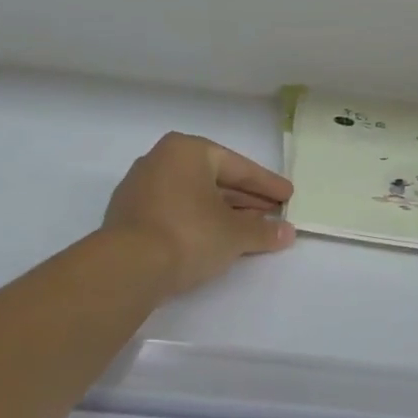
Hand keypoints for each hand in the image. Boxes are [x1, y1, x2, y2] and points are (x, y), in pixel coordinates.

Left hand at [103, 132, 294, 295]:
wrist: (129, 266)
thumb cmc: (189, 234)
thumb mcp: (235, 234)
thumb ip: (263, 231)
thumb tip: (287, 233)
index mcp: (187, 151)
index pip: (237, 166)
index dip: (267, 184)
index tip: (288, 196)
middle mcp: (160, 160)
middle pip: (214, 179)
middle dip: (246, 199)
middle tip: (274, 214)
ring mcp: (141, 188)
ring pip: (194, 197)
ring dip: (223, 212)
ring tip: (250, 230)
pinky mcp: (130, 216)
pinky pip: (176, 211)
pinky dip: (199, 222)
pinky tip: (216, 239)